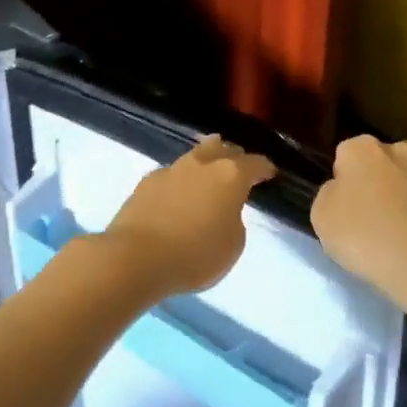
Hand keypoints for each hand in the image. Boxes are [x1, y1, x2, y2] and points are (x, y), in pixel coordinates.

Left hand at [102, 136, 275, 297]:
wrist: (137, 258)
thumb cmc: (195, 255)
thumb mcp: (233, 245)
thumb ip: (234, 220)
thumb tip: (223, 210)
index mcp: (230, 176)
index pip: (255, 164)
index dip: (264, 168)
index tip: (269, 174)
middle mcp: (201, 164)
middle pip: (222, 148)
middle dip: (233, 156)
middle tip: (237, 168)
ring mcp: (171, 170)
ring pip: (194, 156)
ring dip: (204, 163)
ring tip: (207, 175)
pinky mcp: (145, 182)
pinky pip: (171, 174)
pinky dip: (179, 181)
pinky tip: (177, 194)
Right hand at [311, 135, 406, 304]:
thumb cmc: (365, 238)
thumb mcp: (321, 218)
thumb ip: (330, 194)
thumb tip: (343, 189)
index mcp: (363, 149)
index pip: (346, 154)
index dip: (344, 178)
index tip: (345, 205)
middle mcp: (402, 148)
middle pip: (387, 156)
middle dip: (382, 174)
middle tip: (377, 209)